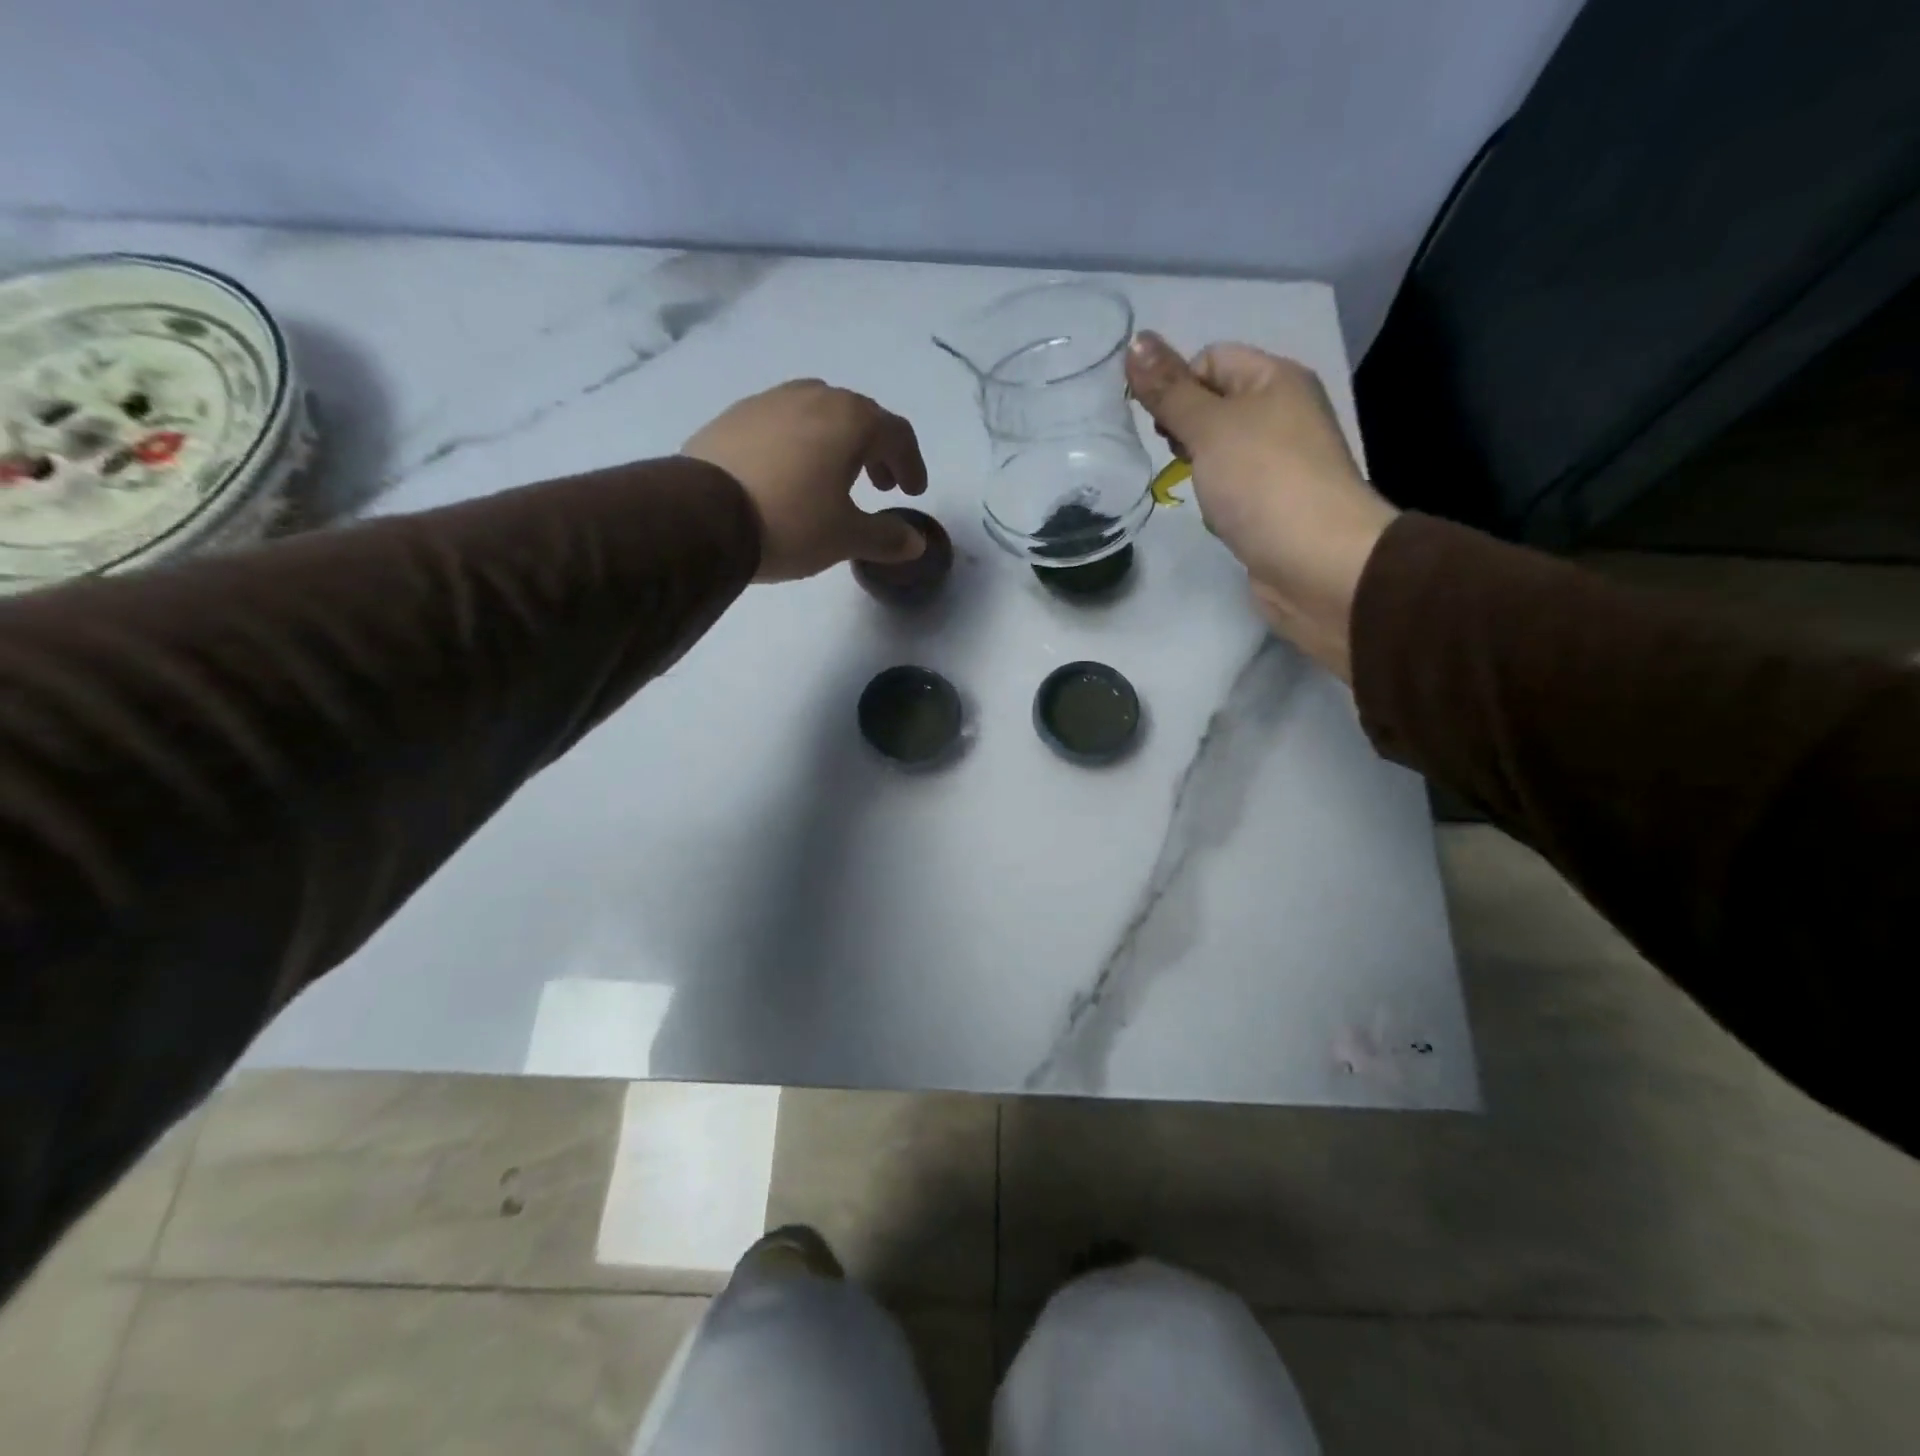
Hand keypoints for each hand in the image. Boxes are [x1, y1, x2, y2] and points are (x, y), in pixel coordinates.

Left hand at [683, 380, 929, 582]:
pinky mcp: (732, 418)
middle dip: (875, 451)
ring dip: (835, 442)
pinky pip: (779, 423)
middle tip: (878, 485)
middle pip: (857, 416)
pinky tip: (787, 475)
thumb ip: (886, 537)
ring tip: (832, 477)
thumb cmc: (790, 522)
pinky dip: (797, 444)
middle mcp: (811, 397)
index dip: (911, 463)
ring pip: (816, 413)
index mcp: (849, 419)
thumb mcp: (846, 537)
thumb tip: (916, 543)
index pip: (896, 433)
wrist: (701, 516)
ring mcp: (767, 402)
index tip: (912, 491)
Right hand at [1124, 332, 1397, 679]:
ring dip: (1199, 469)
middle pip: (1215, 404)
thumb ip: (1170, 389)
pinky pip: (1233, 488)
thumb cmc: (1264, 483)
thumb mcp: (1210, 428)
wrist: (1318, 563)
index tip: (1162, 426)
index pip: (1211, 359)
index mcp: (1275, 379)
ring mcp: (1282, 461)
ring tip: (1200, 492)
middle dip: (1185, 430)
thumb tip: (1136, 341)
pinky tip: (1218, 517)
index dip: (1178, 385)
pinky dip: (1218, 499)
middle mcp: (1283, 412)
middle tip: (1179, 458)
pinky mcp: (1276, 503)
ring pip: (1220, 450)